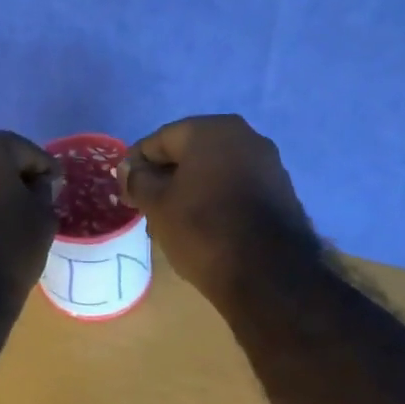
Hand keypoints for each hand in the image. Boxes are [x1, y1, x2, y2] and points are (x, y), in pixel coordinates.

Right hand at [120, 115, 315, 304]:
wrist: (267, 273)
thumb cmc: (203, 230)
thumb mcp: (158, 206)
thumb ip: (138, 180)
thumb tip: (129, 169)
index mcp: (210, 130)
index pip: (160, 140)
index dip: (136, 165)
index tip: (124, 191)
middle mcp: (244, 136)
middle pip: (191, 154)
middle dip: (166, 178)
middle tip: (146, 208)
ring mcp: (268, 163)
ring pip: (215, 172)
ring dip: (191, 191)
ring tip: (173, 222)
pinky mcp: (281, 191)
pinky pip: (236, 188)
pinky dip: (216, 201)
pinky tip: (205, 227)